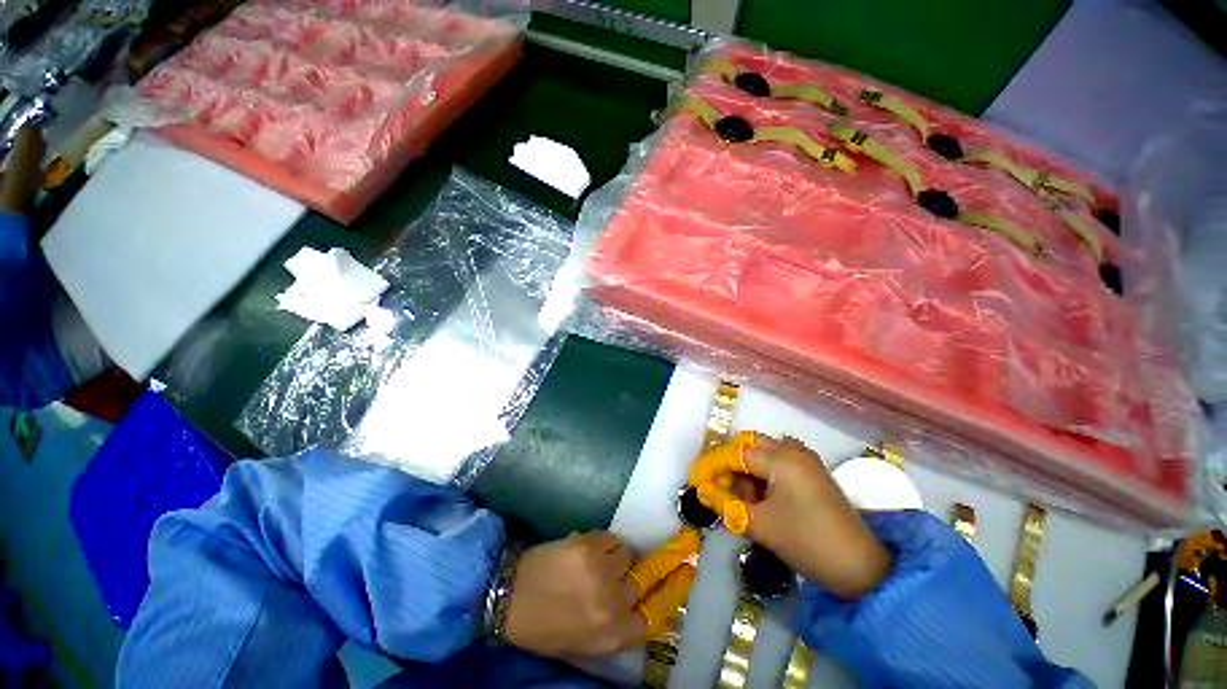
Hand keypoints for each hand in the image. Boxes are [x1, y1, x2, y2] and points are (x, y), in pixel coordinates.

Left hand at [504, 531, 642, 657]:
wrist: (509, 595)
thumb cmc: (542, 627)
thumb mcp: (580, 643)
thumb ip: (611, 629)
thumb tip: (632, 608)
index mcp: (609, 634)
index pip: (648, 620)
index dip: (647, 605)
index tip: (641, 596)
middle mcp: (612, 602)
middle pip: (639, 582)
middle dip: (627, 579)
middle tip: (612, 576)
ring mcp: (601, 570)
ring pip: (627, 554)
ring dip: (616, 557)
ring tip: (597, 560)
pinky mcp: (589, 544)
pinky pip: (611, 537)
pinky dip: (604, 542)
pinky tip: (588, 548)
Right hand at [690, 433, 891, 598]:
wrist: (861, 568)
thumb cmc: (806, 542)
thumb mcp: (759, 524)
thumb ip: (726, 503)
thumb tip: (704, 491)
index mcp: (781, 458)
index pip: (736, 453)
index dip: (713, 465)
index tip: (696, 479)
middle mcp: (793, 450)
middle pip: (750, 446)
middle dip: (732, 465)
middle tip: (723, 489)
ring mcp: (806, 460)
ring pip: (764, 453)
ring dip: (748, 470)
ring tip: (747, 500)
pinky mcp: (813, 472)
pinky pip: (779, 462)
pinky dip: (765, 474)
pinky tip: (764, 498)